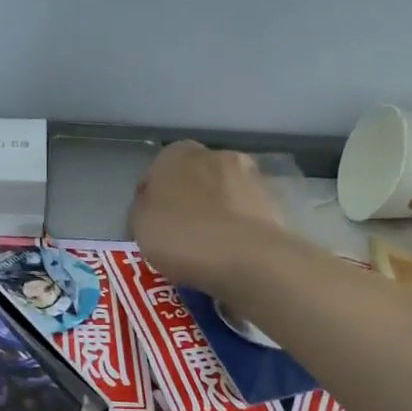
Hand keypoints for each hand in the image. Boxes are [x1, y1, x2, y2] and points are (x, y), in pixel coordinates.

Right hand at [130, 140, 290, 299]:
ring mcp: (248, 174)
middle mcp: (214, 154)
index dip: (152, 201)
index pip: (156, 173)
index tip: (152, 227)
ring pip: (221, 194)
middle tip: (179, 236)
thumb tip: (151, 205)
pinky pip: (243, 212)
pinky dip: (235, 226)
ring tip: (207, 247)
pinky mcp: (272, 199)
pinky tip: (229, 251)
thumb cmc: (180, 237)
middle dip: (187, 201)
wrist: (244, 256)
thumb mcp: (139, 226)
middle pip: (193, 179)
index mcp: (175, 154)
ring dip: (214, 212)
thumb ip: (142, 208)